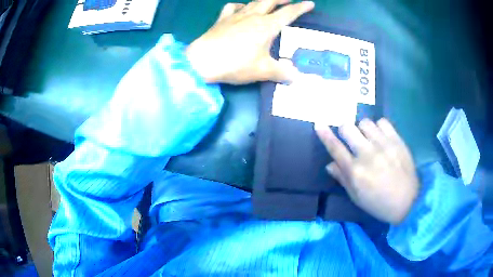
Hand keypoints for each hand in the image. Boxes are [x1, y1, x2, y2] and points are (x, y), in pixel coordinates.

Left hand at [186, 0, 314, 83]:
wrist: (202, 61)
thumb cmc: (235, 64)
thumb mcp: (262, 71)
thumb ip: (282, 73)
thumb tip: (296, 77)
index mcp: (267, 26)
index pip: (289, 13)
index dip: (301, 8)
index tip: (310, 3)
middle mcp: (253, 16)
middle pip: (270, 1)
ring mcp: (236, 16)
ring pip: (253, 2)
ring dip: (264, 0)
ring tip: (270, 2)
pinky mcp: (221, 19)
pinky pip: (232, 7)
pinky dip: (239, 6)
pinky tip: (240, 9)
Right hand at [315, 118, 419, 224]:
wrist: (408, 201)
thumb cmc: (379, 203)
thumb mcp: (357, 197)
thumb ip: (342, 179)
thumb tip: (330, 163)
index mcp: (355, 172)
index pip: (335, 148)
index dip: (325, 135)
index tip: (318, 124)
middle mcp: (367, 154)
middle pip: (348, 128)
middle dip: (345, 130)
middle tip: (351, 139)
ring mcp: (383, 145)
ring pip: (364, 122)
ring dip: (362, 129)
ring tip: (369, 139)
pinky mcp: (396, 140)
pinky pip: (382, 122)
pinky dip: (379, 127)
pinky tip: (381, 137)